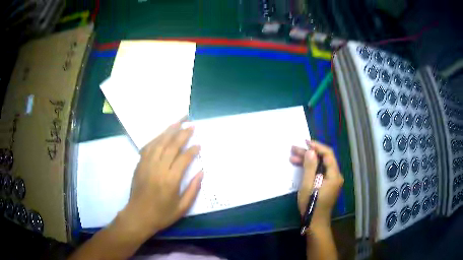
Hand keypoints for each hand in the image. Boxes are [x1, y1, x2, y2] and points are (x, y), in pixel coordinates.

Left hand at [117, 120, 202, 239]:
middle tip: (191, 125)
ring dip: (169, 131)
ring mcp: (147, 165)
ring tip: (178, 121)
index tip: (199, 144)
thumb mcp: (182, 208)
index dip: (192, 150)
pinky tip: (162, 134)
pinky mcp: (139, 165)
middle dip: (182, 134)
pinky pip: (148, 147)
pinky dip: (156, 138)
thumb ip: (193, 189)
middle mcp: (158, 169)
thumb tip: (201, 172)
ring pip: (159, 143)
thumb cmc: (162, 214)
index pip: (183, 159)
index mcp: (170, 181)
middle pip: (171, 146)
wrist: (138, 216)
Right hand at [290, 140, 343, 226]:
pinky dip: (311, 169)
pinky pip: (320, 172)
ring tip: (293, 157)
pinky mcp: (327, 185)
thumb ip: (310, 167)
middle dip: (309, 154)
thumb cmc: (312, 205)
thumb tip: (310, 151)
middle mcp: (335, 176)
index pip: (328, 154)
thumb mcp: (308, 185)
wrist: (316, 223)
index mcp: (334, 175)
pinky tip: (300, 167)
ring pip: (320, 165)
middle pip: (323, 159)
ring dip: (308, 161)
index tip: (304, 142)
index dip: (317, 146)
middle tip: (294, 149)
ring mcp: (332, 181)